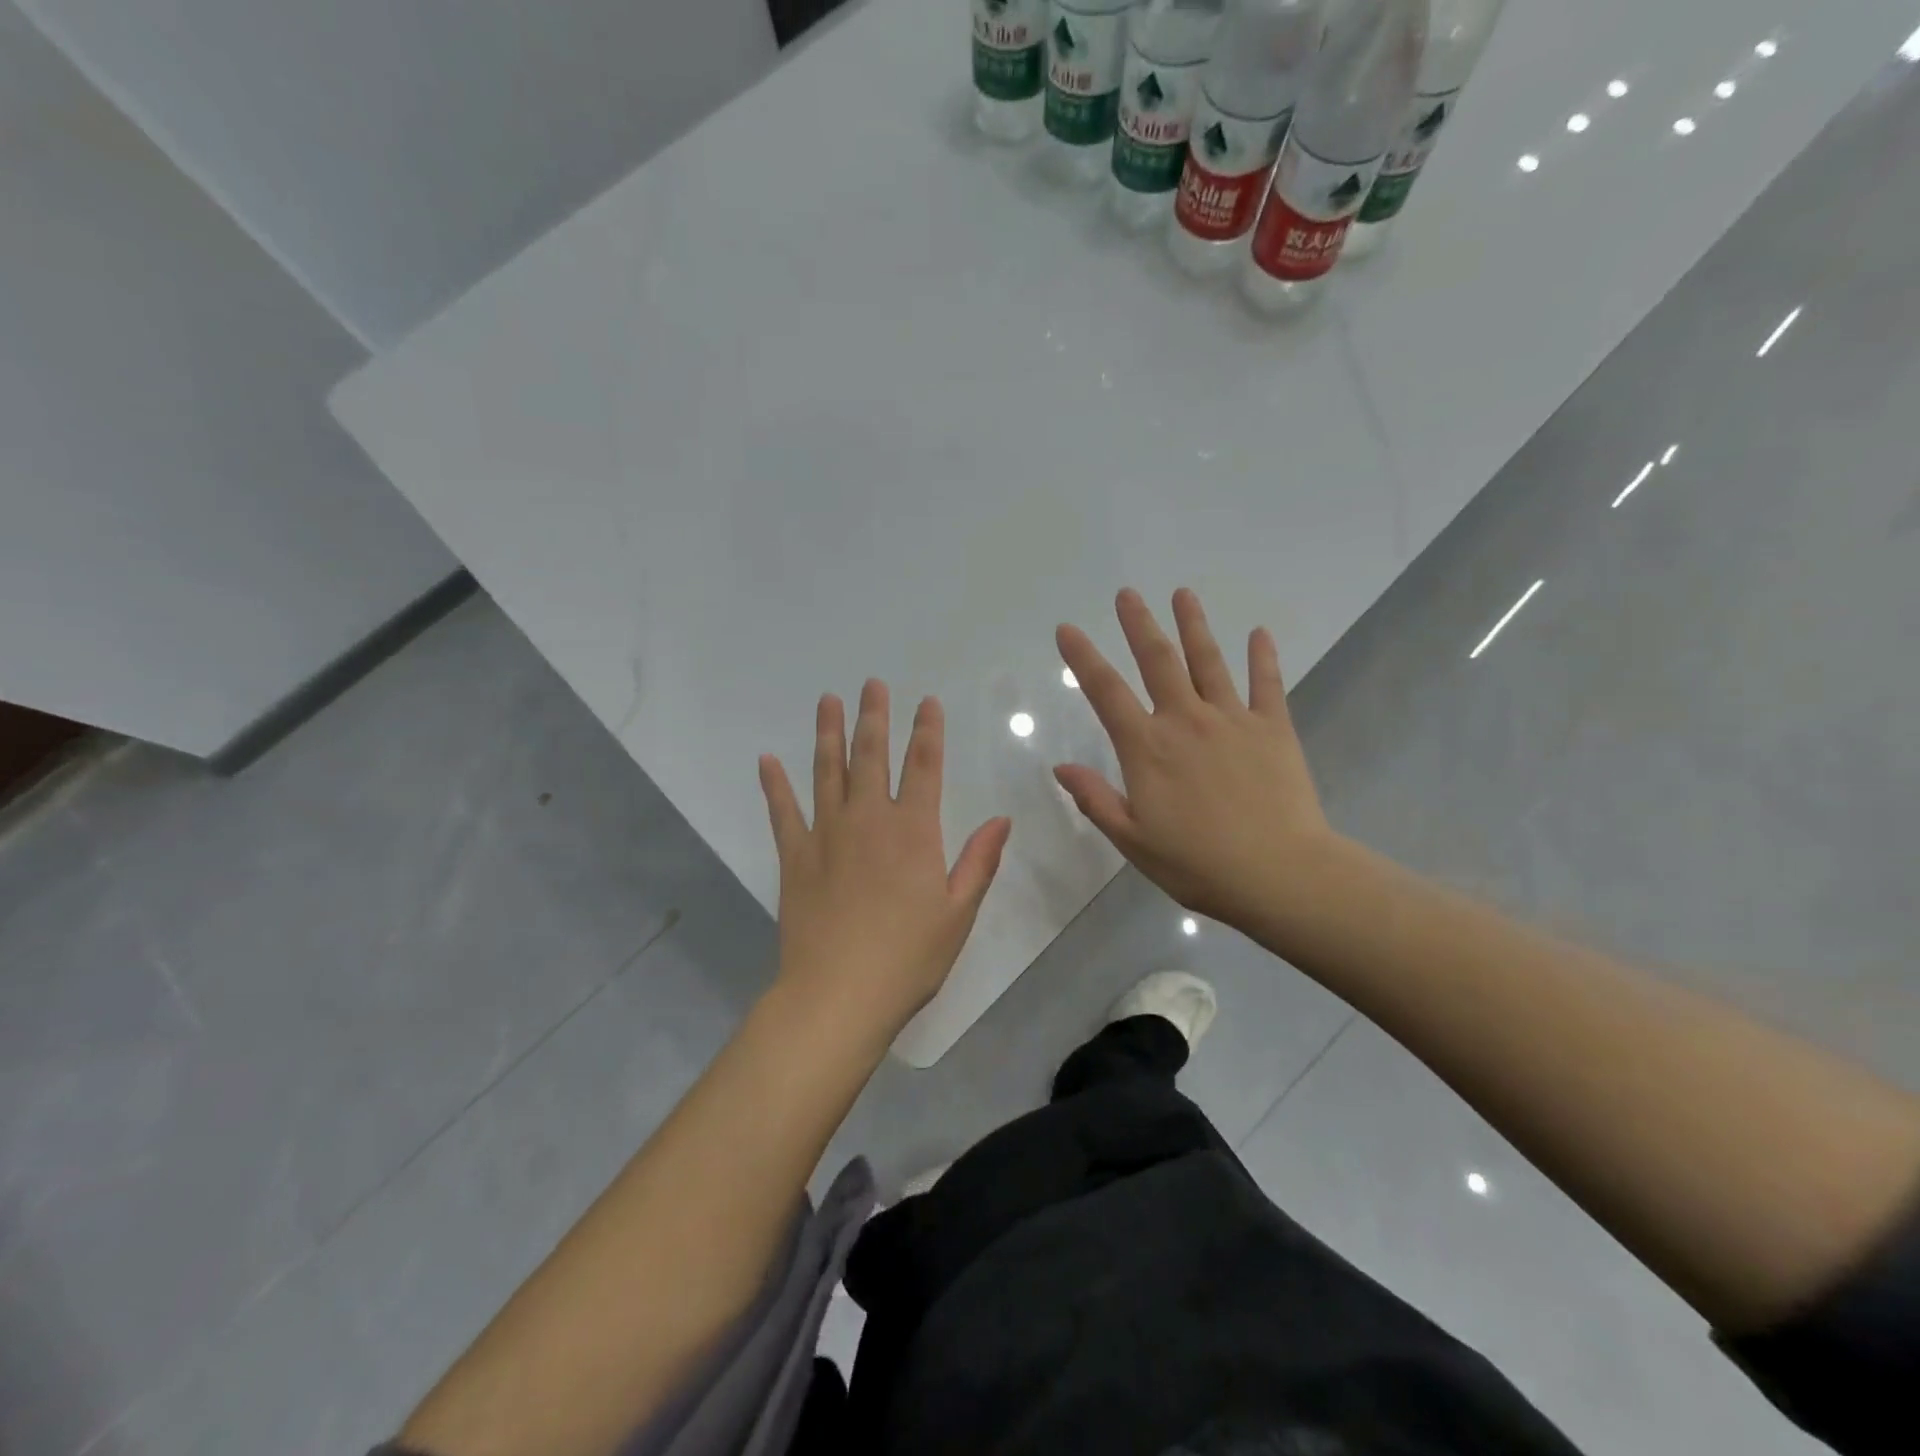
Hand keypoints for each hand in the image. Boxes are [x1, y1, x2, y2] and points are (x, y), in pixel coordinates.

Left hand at [759, 680, 1011, 1041]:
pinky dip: (774, 785)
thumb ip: (979, 861)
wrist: (839, 993)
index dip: (928, 731)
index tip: (927, 702)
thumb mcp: (958, 913)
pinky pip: (782, 811)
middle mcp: (869, 820)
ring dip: (828, 733)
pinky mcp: (795, 856)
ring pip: (827, 772)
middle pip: (871, 756)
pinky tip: (766, 760)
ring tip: (828, 701)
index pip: (924, 767)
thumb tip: (1000, 819)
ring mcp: (827, 834)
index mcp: (913, 832)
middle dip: (874, 717)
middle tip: (871, 684)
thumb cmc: (908, 957)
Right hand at [1053, 588, 1340, 929]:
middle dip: (1139, 624)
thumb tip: (1060, 767)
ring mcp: (1232, 720)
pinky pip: (1266, 684)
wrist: (1278, 873)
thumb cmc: (1197, 864)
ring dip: (1193, 626)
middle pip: (1158, 661)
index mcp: (1147, 748)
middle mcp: (1185, 721)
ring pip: (1208, 661)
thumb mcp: (1132, 840)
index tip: (1068, 629)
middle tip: (1127, 593)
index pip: (1106, 692)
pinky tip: (1259, 633)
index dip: (1083, 658)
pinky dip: (1263, 657)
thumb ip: (1095, 799)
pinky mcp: (1273, 728)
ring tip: (1183, 594)